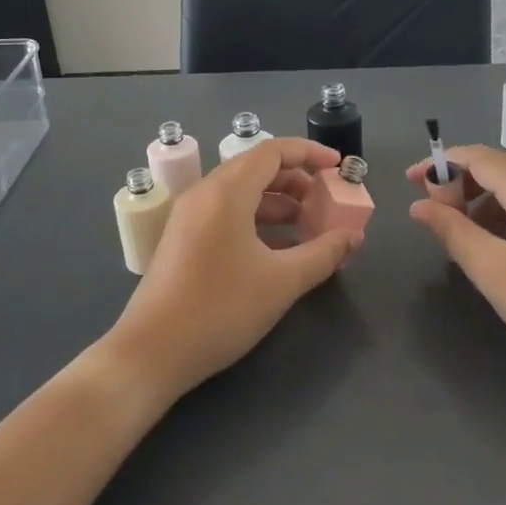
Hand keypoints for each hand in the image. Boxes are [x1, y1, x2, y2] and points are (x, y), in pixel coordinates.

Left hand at [107, 137, 362, 404]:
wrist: (151, 353)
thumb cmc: (221, 309)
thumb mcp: (282, 282)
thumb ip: (323, 254)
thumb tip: (354, 236)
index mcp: (227, 192)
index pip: (273, 151)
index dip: (310, 153)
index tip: (339, 167)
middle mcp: (205, 194)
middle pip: (257, 168)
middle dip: (298, 181)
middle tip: (328, 202)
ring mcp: (189, 217)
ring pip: (242, 193)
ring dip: (279, 203)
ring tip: (310, 227)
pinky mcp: (183, 240)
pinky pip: (227, 214)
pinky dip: (258, 220)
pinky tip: (280, 248)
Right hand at [406, 145, 505, 400]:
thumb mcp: (492, 270)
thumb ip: (452, 231)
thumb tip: (418, 206)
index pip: (478, 157)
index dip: (439, 165)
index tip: (410, 182)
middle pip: (497, 167)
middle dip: (459, 183)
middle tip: (432, 212)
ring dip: (481, 199)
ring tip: (459, 232)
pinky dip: (504, 211)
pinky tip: (495, 243)